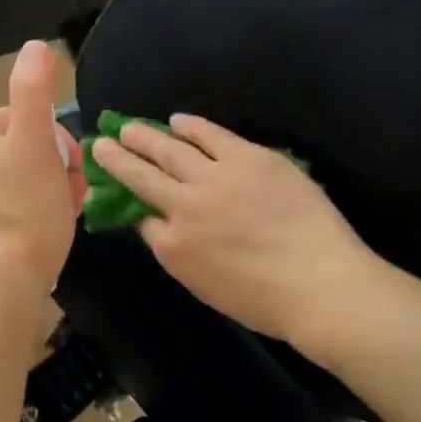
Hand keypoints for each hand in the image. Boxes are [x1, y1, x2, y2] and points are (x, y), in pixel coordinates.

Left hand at [0, 41, 82, 298]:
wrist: (3, 285)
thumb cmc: (25, 208)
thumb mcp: (36, 142)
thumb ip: (34, 90)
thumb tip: (35, 46)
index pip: (24, 120)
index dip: (57, 142)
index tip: (73, 168)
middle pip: (19, 151)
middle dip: (52, 168)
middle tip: (73, 193)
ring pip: (14, 181)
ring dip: (44, 190)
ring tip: (62, 214)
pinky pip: (2, 209)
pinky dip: (25, 214)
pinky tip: (41, 232)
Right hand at [90, 114, 377, 349]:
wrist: (320, 283)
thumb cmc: (267, 301)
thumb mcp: (207, 288)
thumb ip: (180, 255)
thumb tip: (162, 229)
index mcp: (174, 247)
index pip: (142, 219)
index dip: (127, 203)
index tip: (114, 190)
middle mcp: (184, 206)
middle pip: (142, 176)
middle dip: (118, 158)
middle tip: (100, 143)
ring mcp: (215, 177)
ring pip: (169, 149)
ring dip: (145, 137)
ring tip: (128, 127)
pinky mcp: (247, 157)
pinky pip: (211, 135)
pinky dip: (191, 126)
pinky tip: (177, 120)